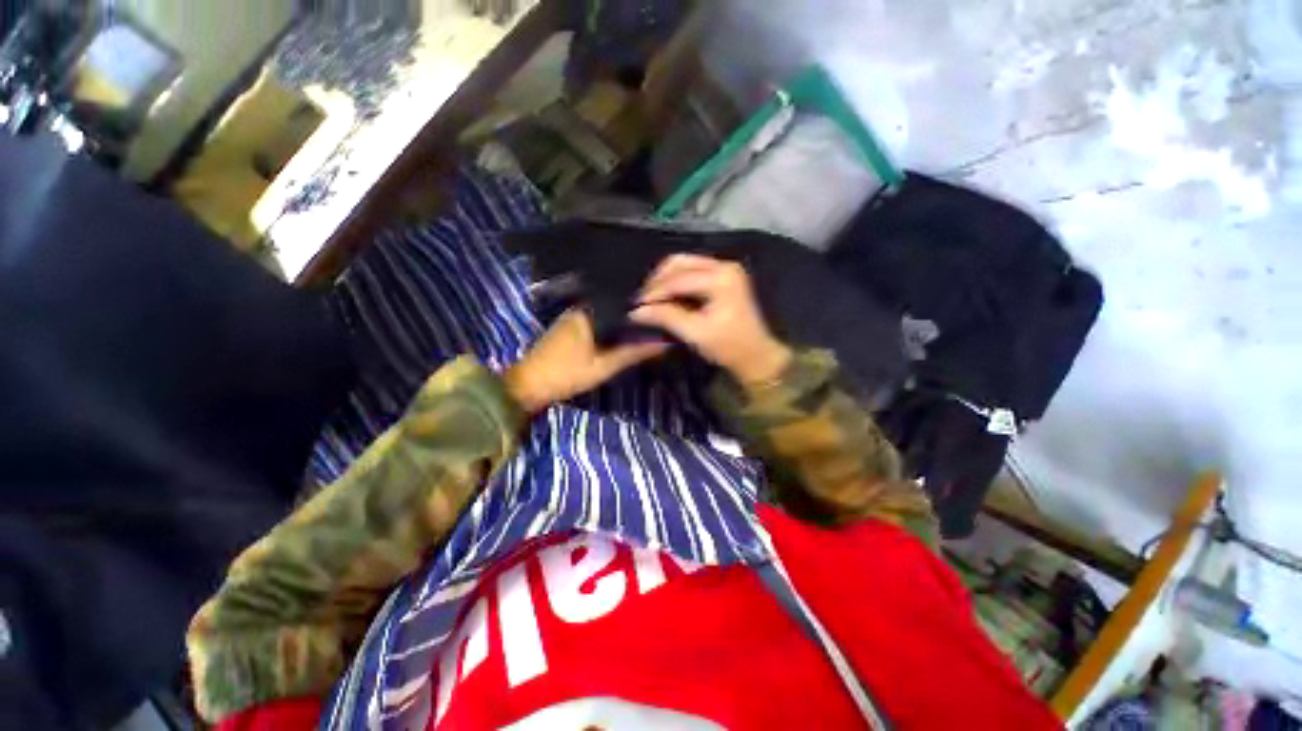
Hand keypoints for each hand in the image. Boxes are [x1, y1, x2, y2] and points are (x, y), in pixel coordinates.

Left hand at [504, 309, 668, 412]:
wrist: (529, 384)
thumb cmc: (567, 373)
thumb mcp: (605, 365)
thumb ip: (634, 352)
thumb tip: (664, 342)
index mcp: (591, 310)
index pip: (626, 297)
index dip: (647, 302)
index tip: (667, 305)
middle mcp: (584, 306)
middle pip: (618, 303)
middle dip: (638, 309)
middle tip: (663, 314)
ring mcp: (576, 314)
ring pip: (609, 310)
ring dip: (626, 316)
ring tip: (651, 319)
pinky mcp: (572, 325)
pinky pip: (600, 318)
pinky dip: (614, 323)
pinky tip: (626, 329)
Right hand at [631, 254, 791, 386]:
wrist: (756, 355)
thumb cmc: (728, 346)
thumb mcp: (695, 333)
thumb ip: (666, 317)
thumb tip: (636, 312)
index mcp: (721, 277)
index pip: (678, 278)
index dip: (654, 291)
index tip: (635, 305)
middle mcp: (724, 265)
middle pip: (679, 262)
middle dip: (658, 280)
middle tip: (643, 300)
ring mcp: (725, 269)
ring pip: (685, 265)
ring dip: (665, 280)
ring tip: (652, 299)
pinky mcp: (724, 277)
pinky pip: (692, 272)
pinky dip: (676, 283)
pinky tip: (667, 297)